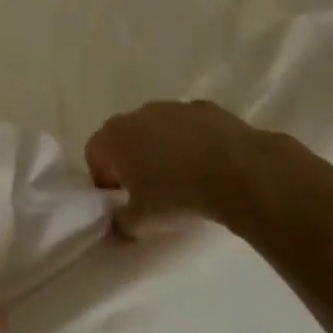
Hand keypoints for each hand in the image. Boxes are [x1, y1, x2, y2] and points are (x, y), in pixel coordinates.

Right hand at [85, 99, 325, 240]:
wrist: (238, 172)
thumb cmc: (176, 195)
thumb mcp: (141, 222)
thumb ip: (121, 223)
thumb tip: (119, 224)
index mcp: (114, 136)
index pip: (94, 154)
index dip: (103, 178)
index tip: (119, 198)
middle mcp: (139, 114)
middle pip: (125, 137)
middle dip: (132, 160)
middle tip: (147, 190)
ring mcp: (175, 107)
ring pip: (159, 129)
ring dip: (163, 149)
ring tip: (182, 179)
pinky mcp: (208, 108)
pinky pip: (191, 128)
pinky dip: (194, 143)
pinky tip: (209, 167)